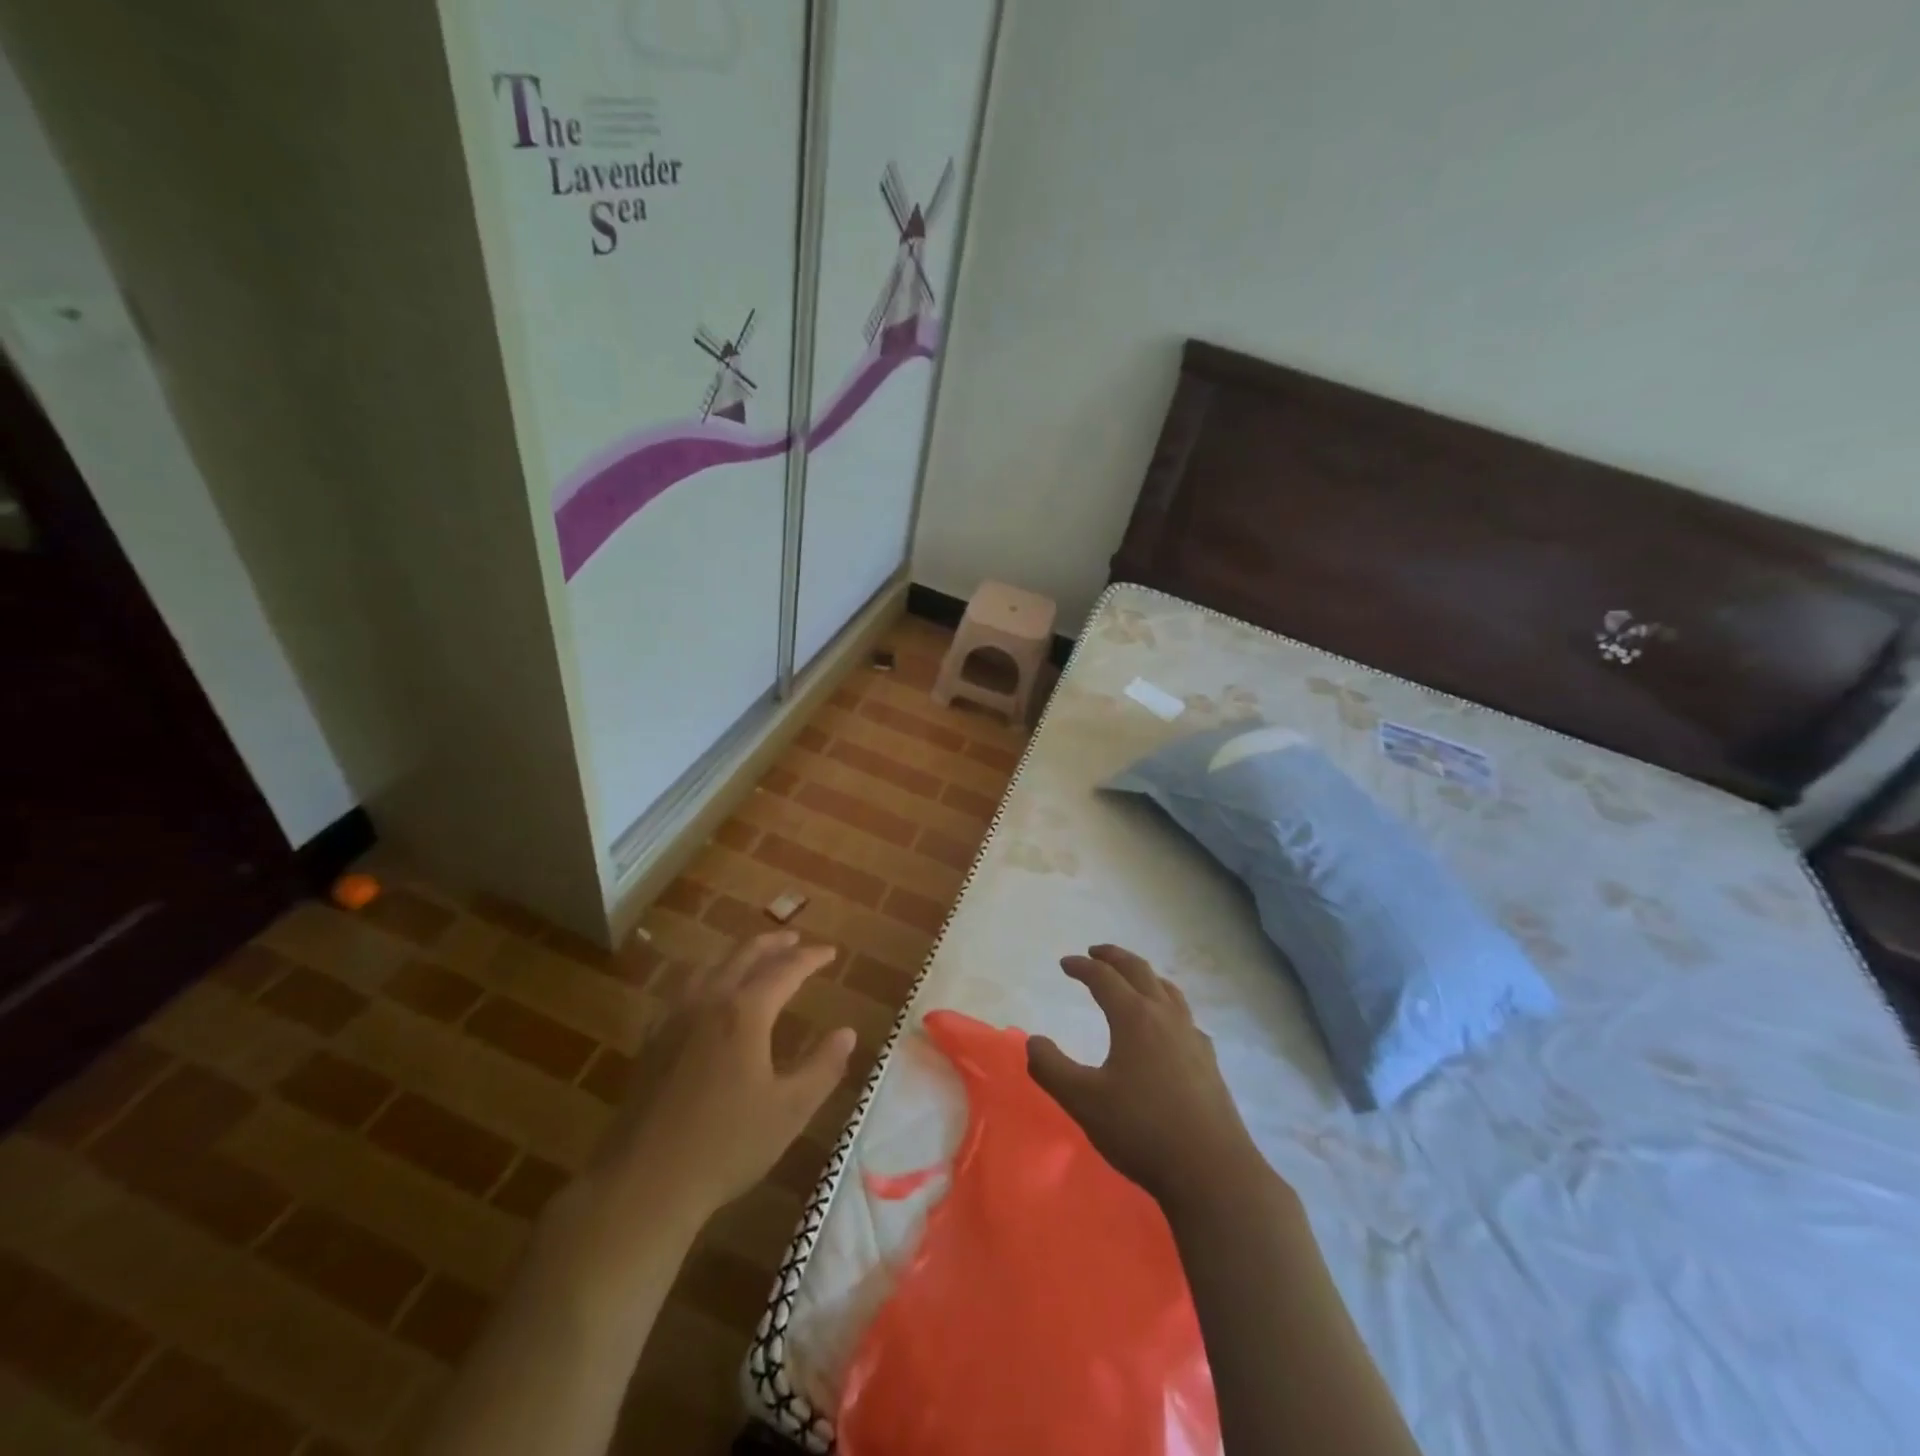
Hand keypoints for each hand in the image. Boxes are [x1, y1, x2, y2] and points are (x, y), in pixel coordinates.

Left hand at [587, 931, 855, 1224]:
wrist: (643, 1183)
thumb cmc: (726, 1146)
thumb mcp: (790, 1110)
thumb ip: (823, 1067)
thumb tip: (847, 1033)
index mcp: (745, 1013)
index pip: (785, 970)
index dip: (811, 958)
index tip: (831, 953)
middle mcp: (709, 1002)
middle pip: (743, 956)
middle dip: (773, 944)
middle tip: (795, 940)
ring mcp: (674, 1019)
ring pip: (710, 967)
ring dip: (737, 955)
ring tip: (754, 957)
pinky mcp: (652, 1041)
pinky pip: (683, 990)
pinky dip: (705, 977)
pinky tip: (705, 994)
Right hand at [1028, 944, 1266, 1206]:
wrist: (1212, 1172)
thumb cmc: (1142, 1130)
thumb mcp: (1083, 1101)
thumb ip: (1051, 1068)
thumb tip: (1033, 1041)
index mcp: (1135, 1017)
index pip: (1104, 978)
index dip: (1082, 967)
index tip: (1065, 963)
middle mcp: (1166, 1017)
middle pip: (1140, 971)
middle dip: (1115, 957)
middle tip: (1096, 953)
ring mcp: (1192, 1038)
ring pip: (1168, 990)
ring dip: (1145, 976)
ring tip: (1132, 979)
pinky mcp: (1209, 1062)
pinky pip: (1185, 1017)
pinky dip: (1167, 1006)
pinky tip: (1167, 1028)